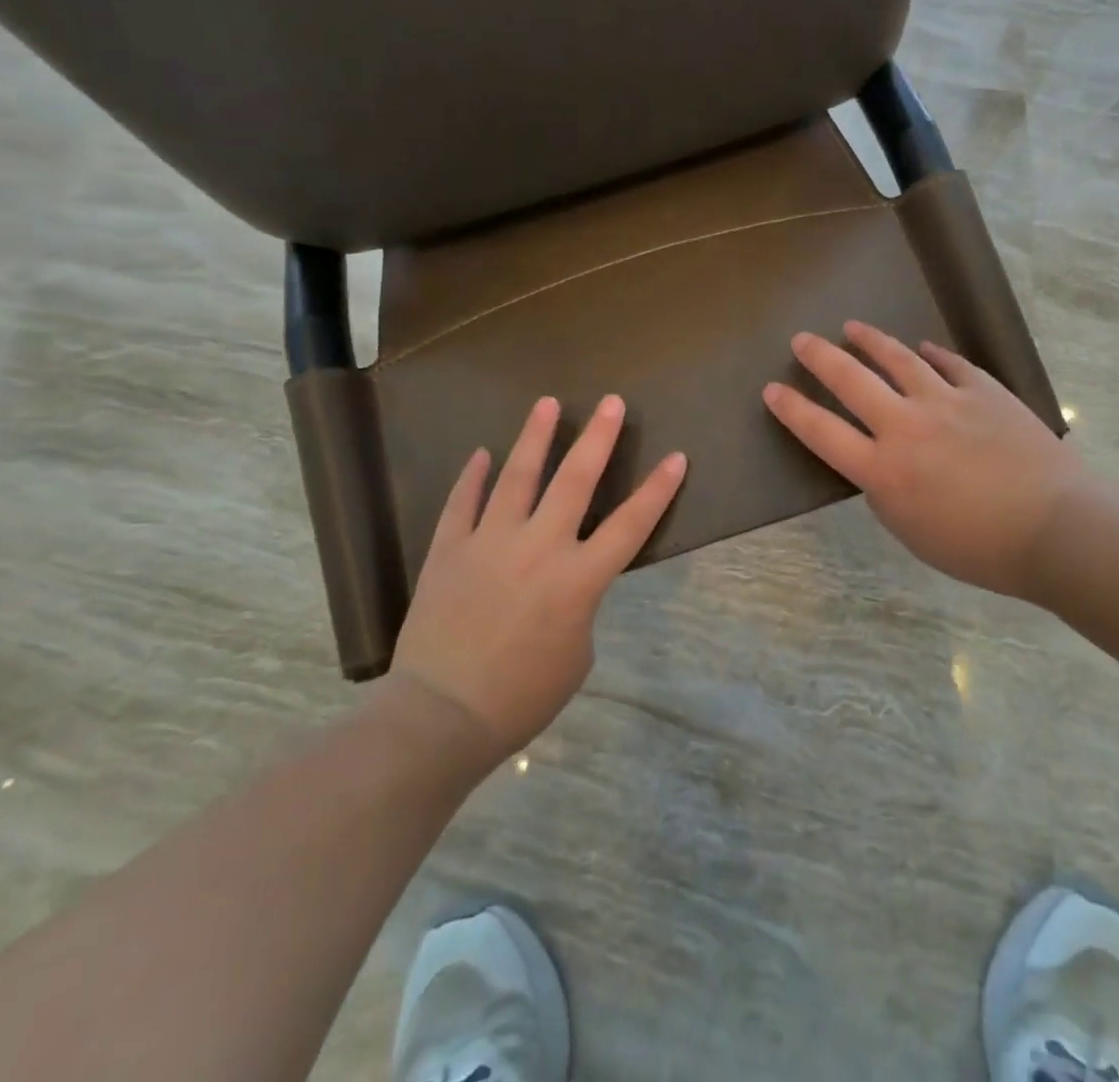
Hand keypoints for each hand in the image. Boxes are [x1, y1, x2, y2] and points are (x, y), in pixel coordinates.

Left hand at [390, 394, 686, 756]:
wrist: (442, 716)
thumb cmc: (521, 697)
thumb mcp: (576, 654)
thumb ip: (578, 604)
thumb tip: (562, 580)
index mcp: (579, 580)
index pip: (631, 525)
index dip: (658, 490)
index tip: (676, 457)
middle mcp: (539, 548)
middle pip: (575, 481)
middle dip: (598, 438)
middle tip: (611, 402)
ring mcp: (490, 543)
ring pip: (517, 477)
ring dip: (535, 437)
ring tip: (546, 403)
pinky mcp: (449, 550)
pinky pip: (462, 503)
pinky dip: (473, 477)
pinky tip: (482, 454)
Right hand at [763, 322, 1074, 597]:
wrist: (1055, 528)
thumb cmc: (979, 548)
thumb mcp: (912, 532)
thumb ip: (886, 493)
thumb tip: (882, 464)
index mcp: (883, 470)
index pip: (822, 432)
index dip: (792, 410)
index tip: (771, 389)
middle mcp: (906, 426)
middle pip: (851, 380)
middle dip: (820, 357)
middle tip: (801, 340)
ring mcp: (946, 402)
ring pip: (898, 359)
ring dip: (871, 341)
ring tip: (853, 327)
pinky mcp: (984, 391)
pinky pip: (950, 364)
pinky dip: (931, 353)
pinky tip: (922, 346)